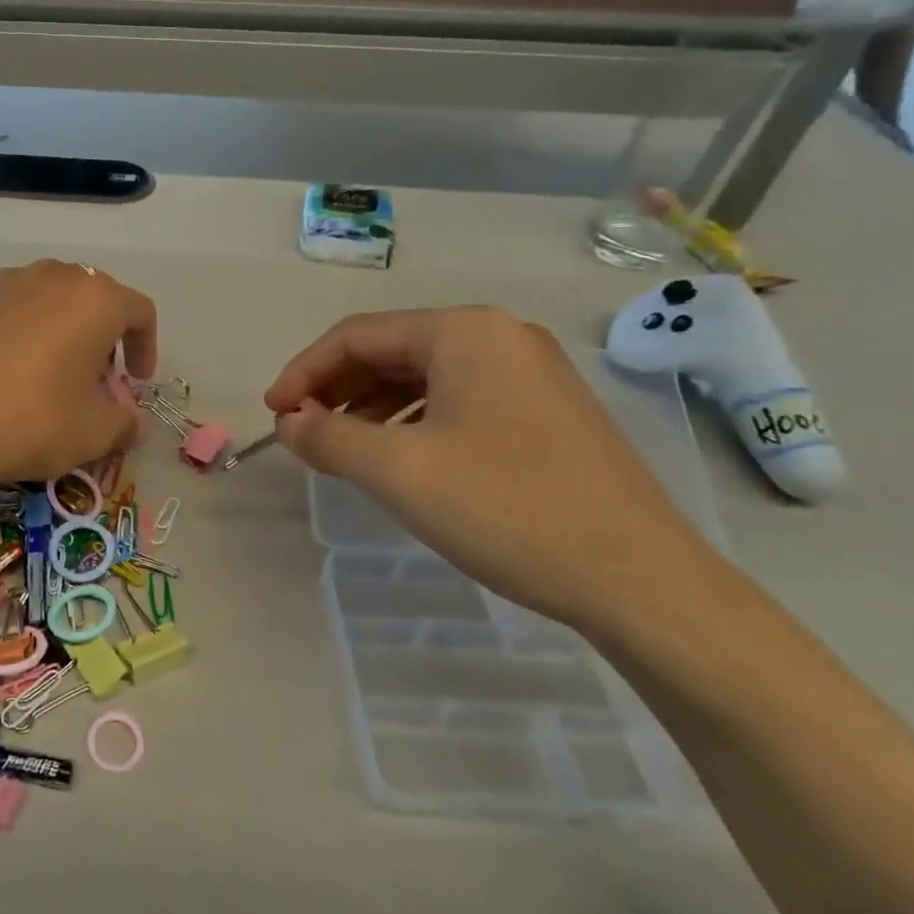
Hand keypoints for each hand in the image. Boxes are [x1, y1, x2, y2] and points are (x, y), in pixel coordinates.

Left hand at [0, 260, 157, 486]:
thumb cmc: (32, 421)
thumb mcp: (94, 433)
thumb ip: (126, 423)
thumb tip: (132, 421)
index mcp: (96, 299)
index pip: (139, 311)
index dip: (146, 347)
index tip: (137, 381)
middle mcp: (54, 276)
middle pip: (93, 298)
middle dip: (102, 335)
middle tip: (94, 377)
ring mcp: (6, 280)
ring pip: (49, 297)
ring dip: (61, 326)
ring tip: (49, 368)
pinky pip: (10, 304)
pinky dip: (20, 327)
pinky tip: (6, 364)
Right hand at [266, 307, 720, 630]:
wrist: (641, 581)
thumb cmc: (507, 510)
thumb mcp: (398, 471)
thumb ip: (329, 438)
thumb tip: (289, 423)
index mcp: (464, 332)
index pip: (357, 335)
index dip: (303, 372)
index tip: (273, 415)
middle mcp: (499, 336)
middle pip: (390, 350)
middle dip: (336, 388)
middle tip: (301, 432)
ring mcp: (529, 373)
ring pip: (423, 376)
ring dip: (370, 406)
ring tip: (340, 448)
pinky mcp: (545, 411)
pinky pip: (456, 399)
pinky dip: (412, 421)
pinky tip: (397, 456)